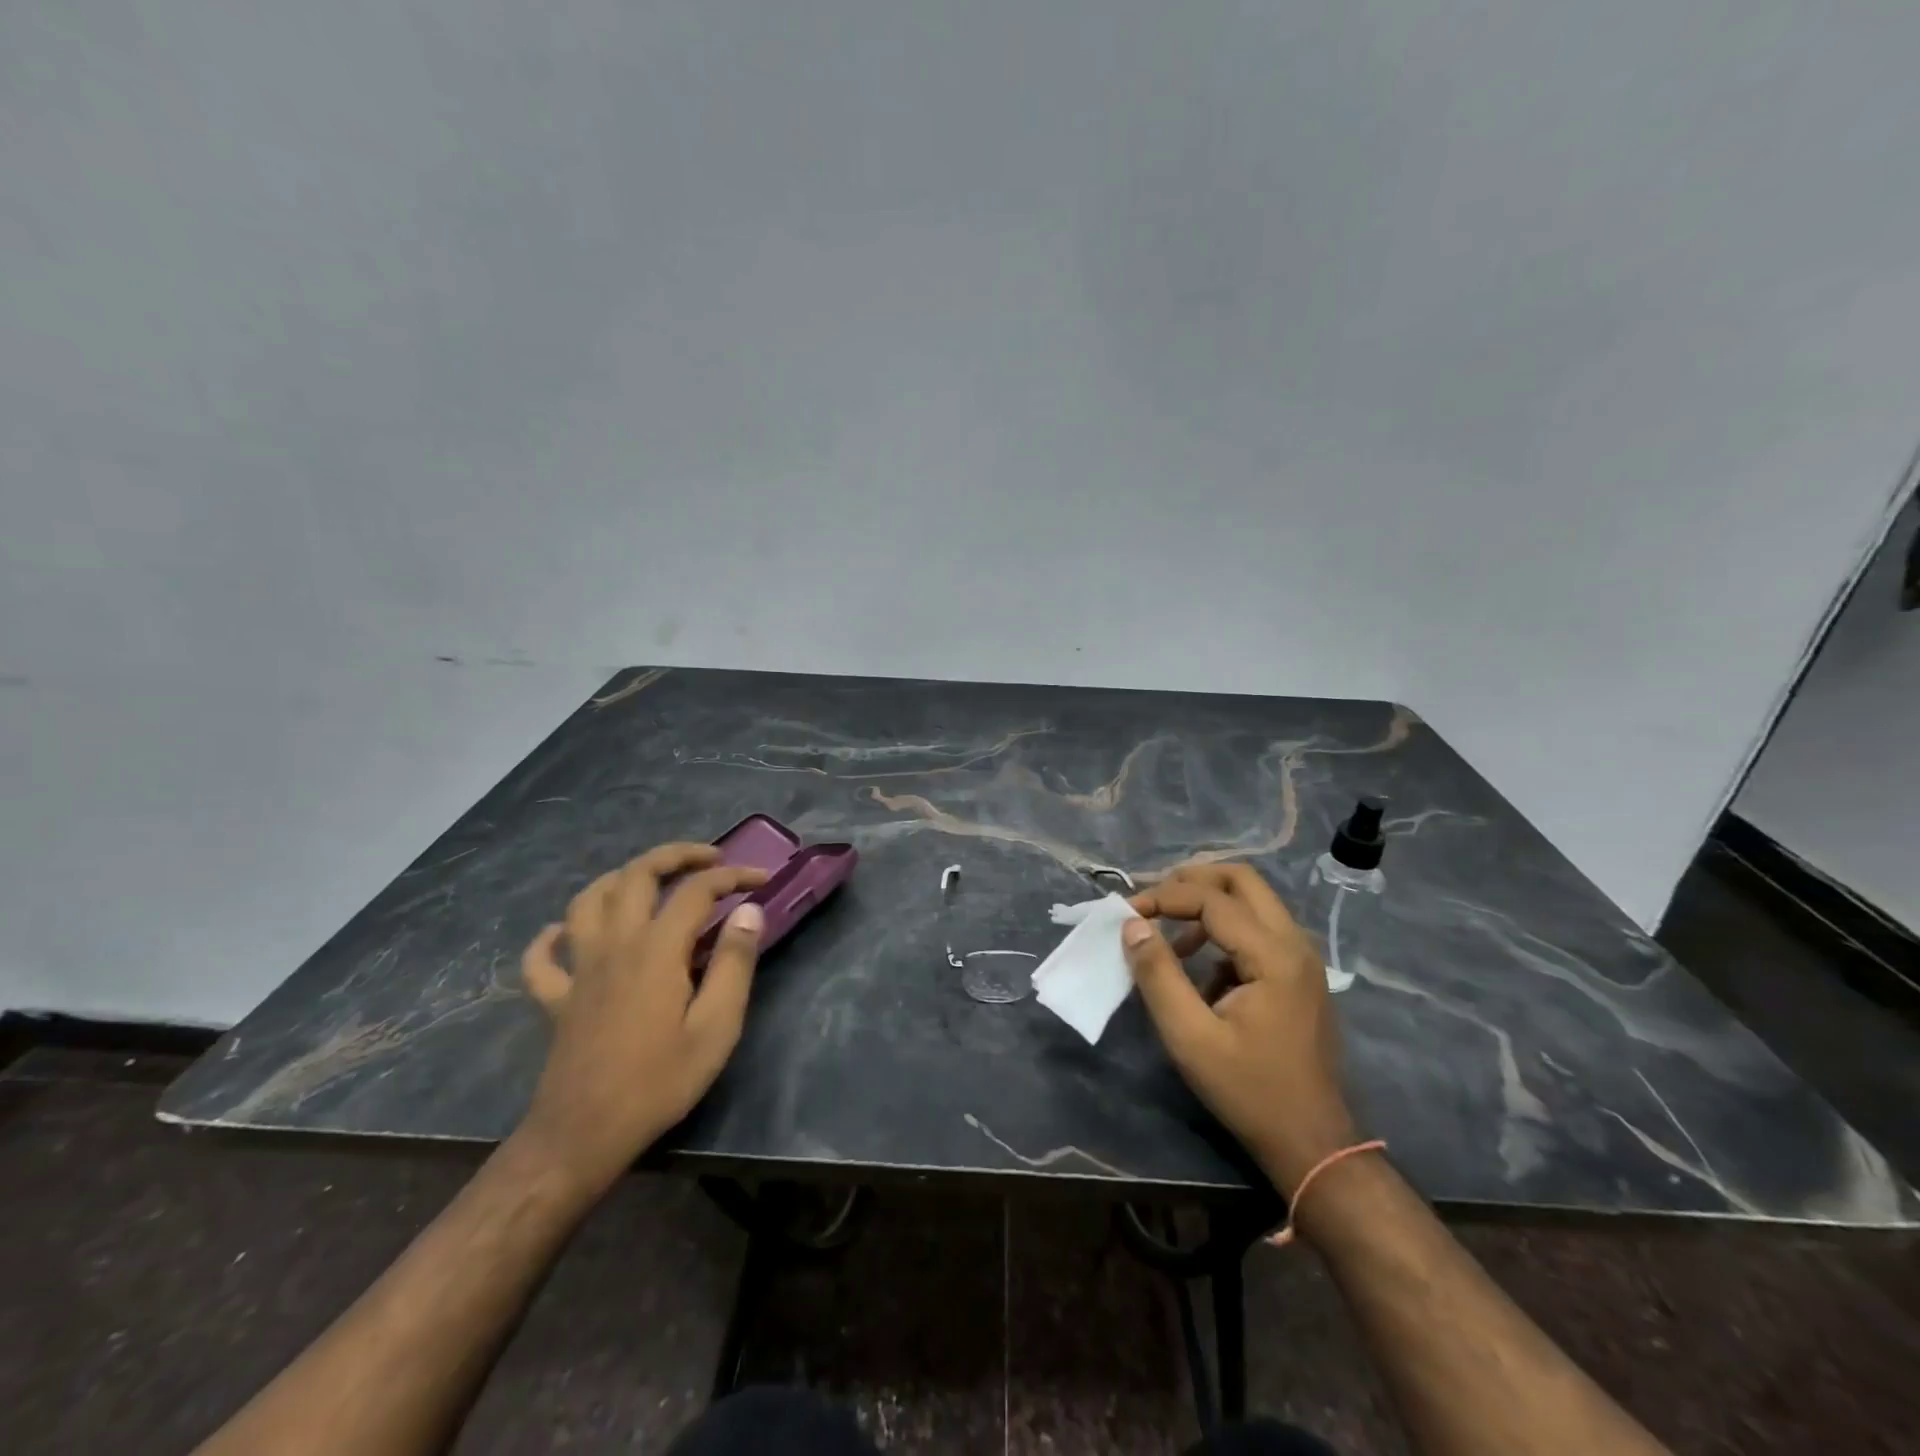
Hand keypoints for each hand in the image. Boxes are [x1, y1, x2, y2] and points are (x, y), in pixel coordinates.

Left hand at [516, 843, 768, 1192]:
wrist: (583, 1134)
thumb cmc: (659, 1082)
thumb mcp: (716, 1027)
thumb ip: (734, 964)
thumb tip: (749, 912)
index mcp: (656, 949)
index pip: (697, 890)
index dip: (732, 876)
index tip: (761, 879)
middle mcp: (615, 944)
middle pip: (637, 874)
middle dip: (676, 855)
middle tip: (709, 859)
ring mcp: (579, 968)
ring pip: (588, 900)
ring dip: (621, 878)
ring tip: (650, 882)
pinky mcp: (556, 997)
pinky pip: (543, 956)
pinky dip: (554, 936)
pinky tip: (567, 934)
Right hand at [1125, 864, 1357, 1191]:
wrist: (1312, 1143)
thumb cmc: (1249, 1091)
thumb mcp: (1190, 1037)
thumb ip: (1158, 974)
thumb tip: (1132, 925)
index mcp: (1273, 955)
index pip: (1211, 898)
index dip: (1163, 897)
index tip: (1126, 913)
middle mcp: (1295, 943)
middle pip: (1242, 879)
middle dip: (1191, 881)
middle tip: (1153, 901)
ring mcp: (1302, 958)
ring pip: (1252, 900)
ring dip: (1207, 903)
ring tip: (1169, 935)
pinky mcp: (1298, 974)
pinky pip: (1258, 927)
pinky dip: (1223, 929)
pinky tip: (1199, 967)